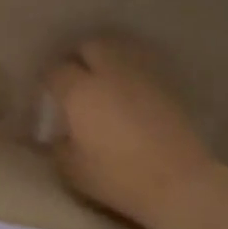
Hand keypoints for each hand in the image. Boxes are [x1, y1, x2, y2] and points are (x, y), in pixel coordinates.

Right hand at [44, 37, 212, 228]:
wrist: (180, 183)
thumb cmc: (118, 177)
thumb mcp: (72, 170)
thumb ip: (58, 147)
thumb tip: (60, 136)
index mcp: (80, 91)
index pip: (56, 70)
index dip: (48, 80)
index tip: (47, 96)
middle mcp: (109, 74)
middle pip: (90, 45)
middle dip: (78, 57)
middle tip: (74, 78)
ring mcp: (141, 76)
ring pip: (119, 49)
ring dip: (106, 59)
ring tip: (103, 80)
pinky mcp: (167, 87)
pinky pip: (141, 67)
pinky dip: (130, 73)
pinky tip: (128, 92)